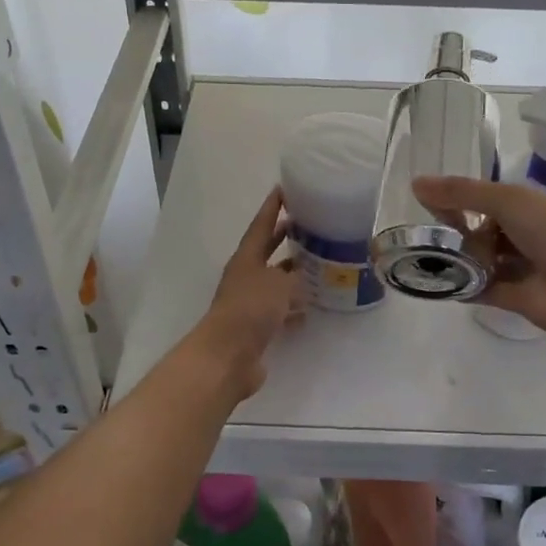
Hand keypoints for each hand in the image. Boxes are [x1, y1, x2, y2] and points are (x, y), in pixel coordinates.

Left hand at [196, 188, 302, 398]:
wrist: (228, 356)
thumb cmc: (251, 310)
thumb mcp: (279, 284)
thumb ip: (293, 275)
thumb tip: (300, 277)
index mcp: (246, 258)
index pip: (260, 226)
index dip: (271, 208)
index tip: (282, 189)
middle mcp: (246, 277)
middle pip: (267, 251)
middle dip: (284, 237)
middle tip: (305, 223)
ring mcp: (250, 303)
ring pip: (275, 281)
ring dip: (292, 274)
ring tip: (317, 265)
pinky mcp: (256, 327)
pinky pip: (279, 309)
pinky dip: (293, 307)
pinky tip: (310, 309)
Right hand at [414, 176, 545, 333]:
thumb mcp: (506, 200)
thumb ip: (461, 193)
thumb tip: (415, 183)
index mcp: (533, 207)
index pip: (492, 199)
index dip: (463, 199)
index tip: (431, 203)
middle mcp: (530, 235)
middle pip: (485, 230)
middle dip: (458, 230)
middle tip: (427, 233)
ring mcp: (524, 268)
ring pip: (484, 259)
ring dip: (459, 258)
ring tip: (424, 256)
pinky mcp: (515, 298)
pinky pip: (482, 289)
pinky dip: (462, 286)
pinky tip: (435, 282)